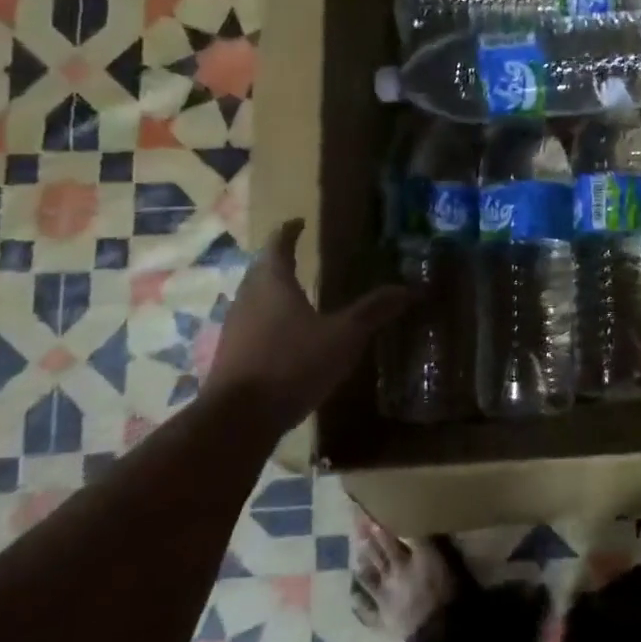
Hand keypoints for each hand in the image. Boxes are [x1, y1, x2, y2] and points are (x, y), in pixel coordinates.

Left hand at [203, 220, 408, 420]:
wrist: (238, 420)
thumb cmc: (292, 363)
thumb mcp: (343, 336)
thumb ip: (373, 311)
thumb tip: (409, 288)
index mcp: (272, 283)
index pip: (278, 246)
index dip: (289, 231)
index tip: (299, 222)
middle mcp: (248, 299)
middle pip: (261, 270)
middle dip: (279, 261)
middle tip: (300, 256)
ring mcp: (235, 329)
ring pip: (254, 299)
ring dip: (272, 292)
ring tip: (296, 295)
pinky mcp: (231, 357)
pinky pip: (252, 327)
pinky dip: (268, 321)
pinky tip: (285, 337)